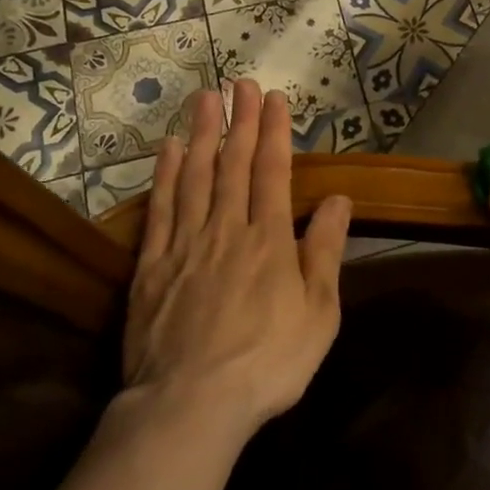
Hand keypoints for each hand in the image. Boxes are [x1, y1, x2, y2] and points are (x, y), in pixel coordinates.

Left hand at [122, 79, 351, 438]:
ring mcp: (185, 244)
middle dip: (239, 120)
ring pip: (195, 177)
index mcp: (269, 240)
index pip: (272, 171)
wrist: (190, 406)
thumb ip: (324, 252)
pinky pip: (160, 209)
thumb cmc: (268, 363)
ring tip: (205, 98)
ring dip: (202, 134)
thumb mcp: (318, 314)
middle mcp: (227, 229)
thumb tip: (338, 199)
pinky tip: (169, 149)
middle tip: (240, 83)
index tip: (273, 99)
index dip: (273, 132)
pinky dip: (165, 175)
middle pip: (232, 164)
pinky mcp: (151, 266)